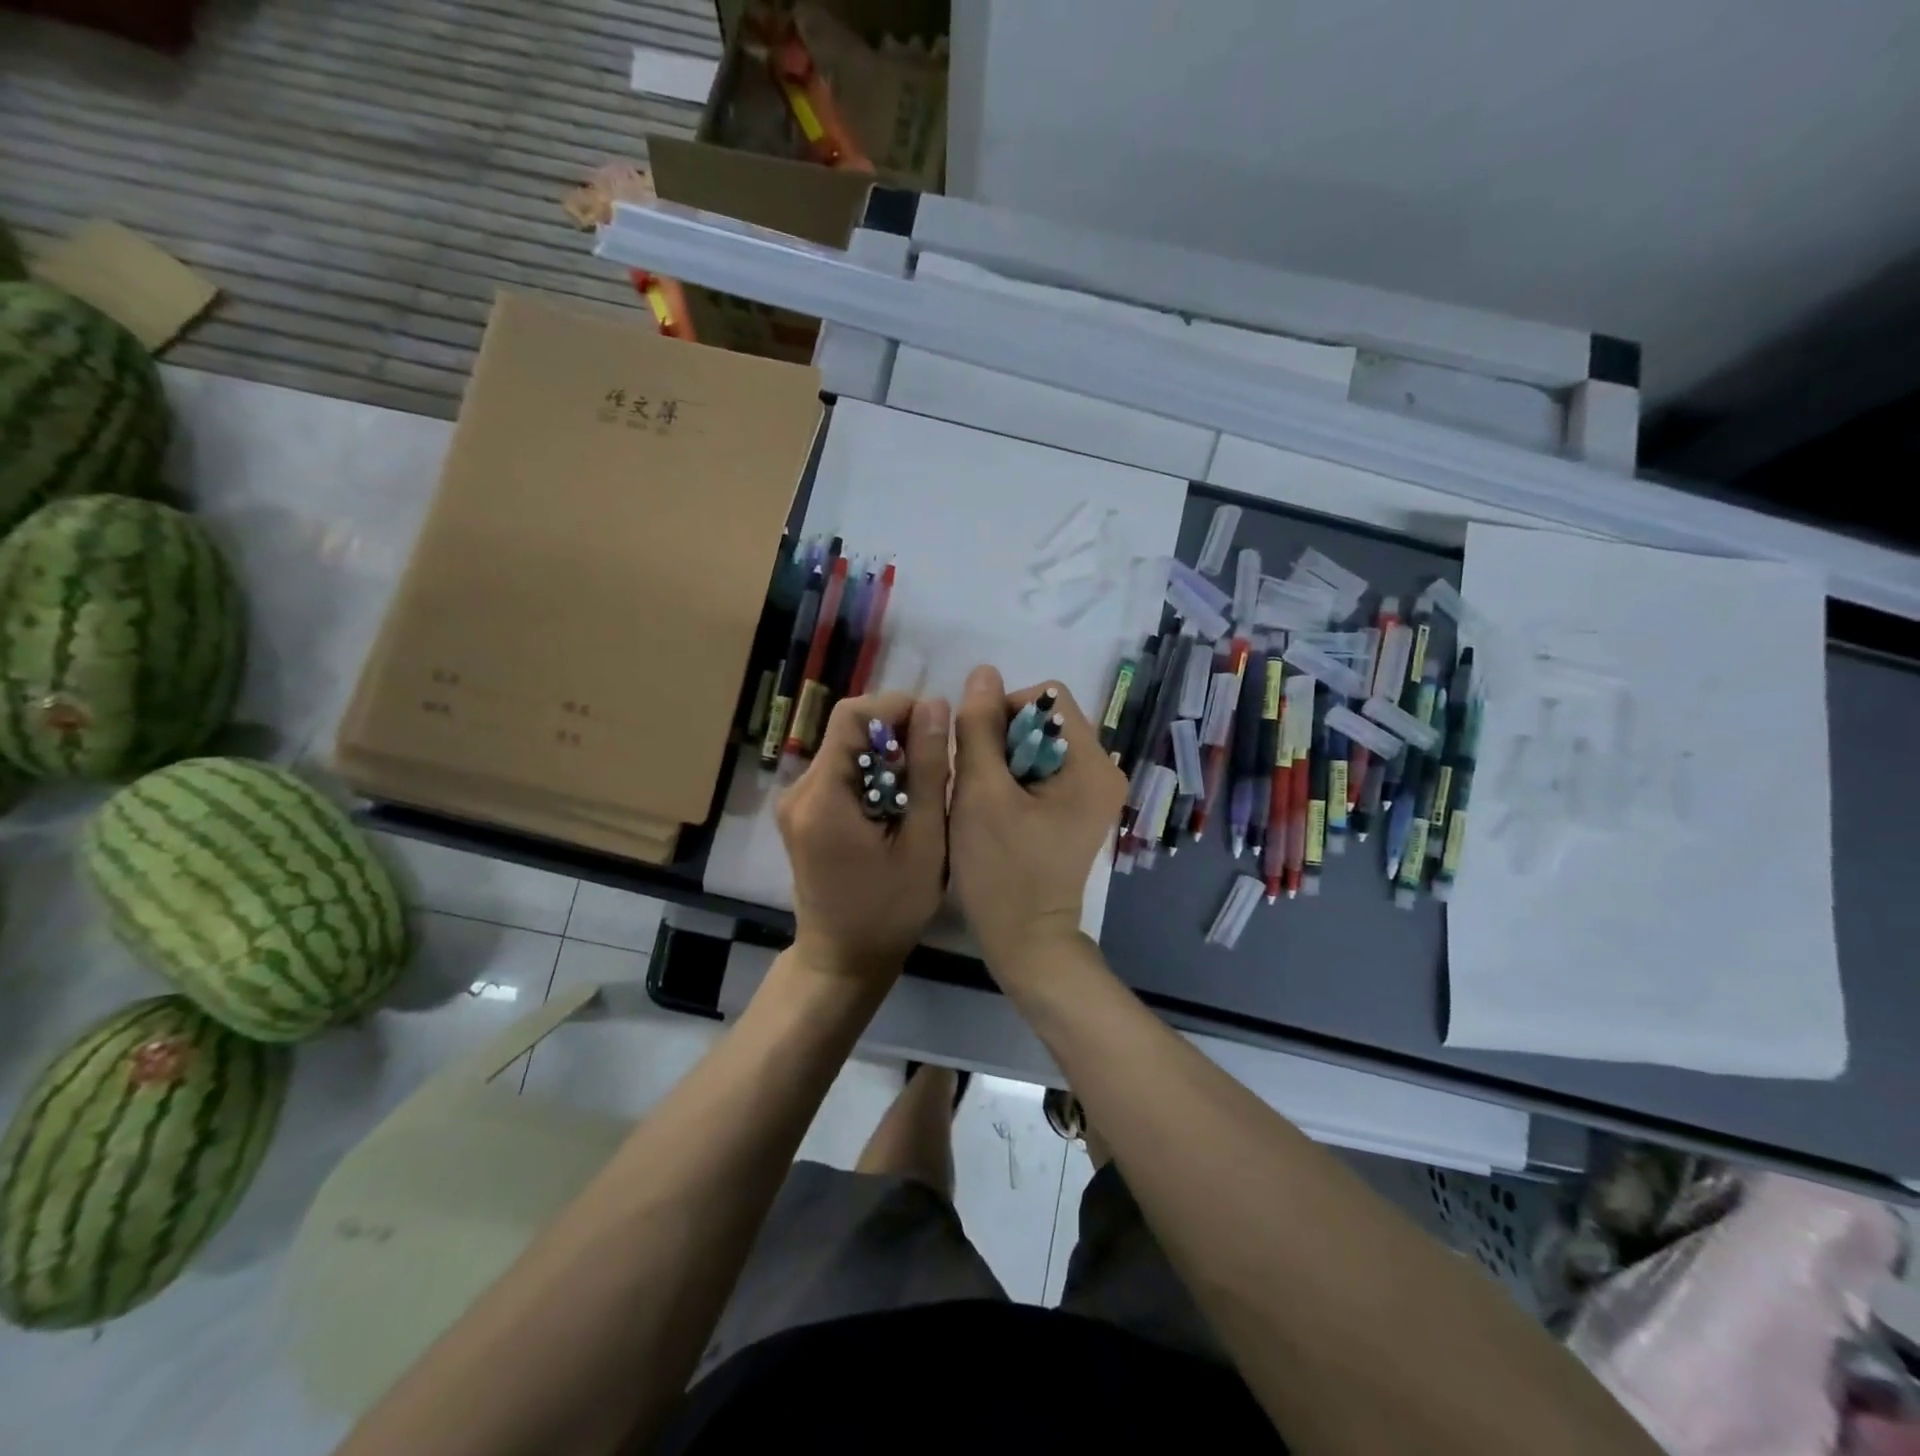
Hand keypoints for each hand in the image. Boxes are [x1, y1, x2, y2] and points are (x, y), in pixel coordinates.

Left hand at [777, 691, 951, 984]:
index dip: (896, 707)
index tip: (935, 729)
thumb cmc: (889, 910)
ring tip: (922, 787)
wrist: (842, 959)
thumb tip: (935, 704)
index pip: (852, 716)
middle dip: (896, 734)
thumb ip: (929, 771)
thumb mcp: (924, 842)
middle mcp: (798, 790)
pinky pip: (840, 772)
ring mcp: (795, 801)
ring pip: (846, 749)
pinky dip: (872, 774)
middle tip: (935, 764)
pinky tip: (898, 803)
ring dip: (886, 755)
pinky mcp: (802, 812)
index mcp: (822, 796)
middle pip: (847, 730)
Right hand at [949, 667, 1126, 980]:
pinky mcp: (1080, 808)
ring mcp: (1094, 791)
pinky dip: (1015, 778)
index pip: (1046, 698)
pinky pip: (1043, 769)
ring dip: (1004, 759)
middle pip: (1044, 720)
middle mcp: (1104, 769)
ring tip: (987, 799)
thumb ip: (980, 728)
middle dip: (1002, 739)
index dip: (1003, 713)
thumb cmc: (1002, 871)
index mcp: (1092, 763)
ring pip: (1039, 744)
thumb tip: (983, 671)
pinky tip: (999, 809)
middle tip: (980, 783)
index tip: (978, 755)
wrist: (1026, 941)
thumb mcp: (981, 794)